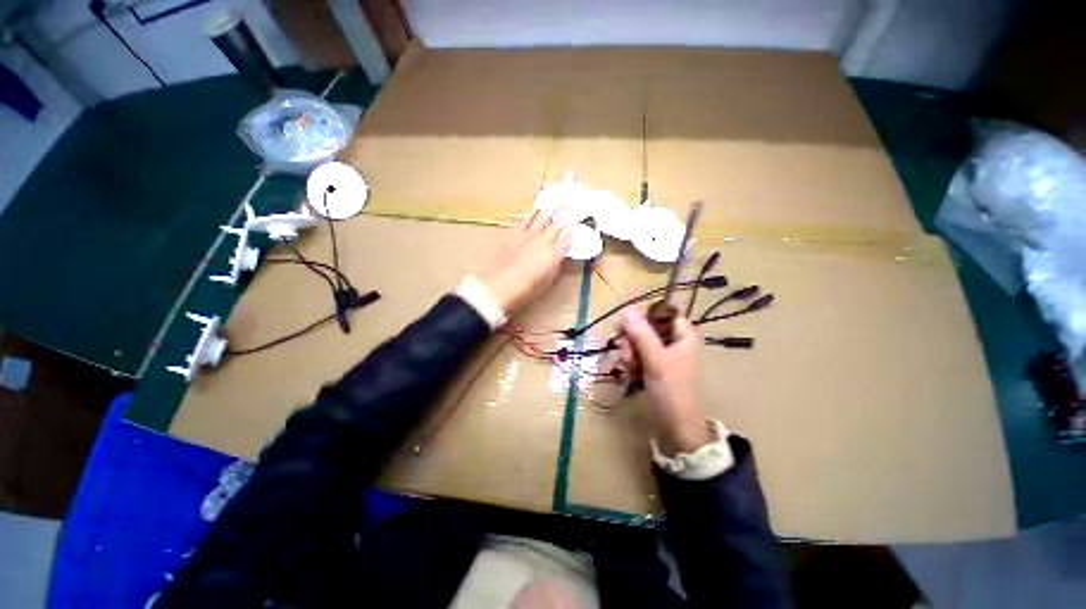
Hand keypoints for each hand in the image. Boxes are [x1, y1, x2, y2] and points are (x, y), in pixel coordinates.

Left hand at [482, 207, 573, 315]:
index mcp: (554, 255)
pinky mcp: (514, 233)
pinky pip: (525, 219)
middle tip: (570, 209)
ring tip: (556, 202)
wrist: (503, 284)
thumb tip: (559, 257)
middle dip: (565, 218)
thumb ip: (555, 266)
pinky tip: (536, 207)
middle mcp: (543, 241)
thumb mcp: (547, 280)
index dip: (572, 233)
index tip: (576, 226)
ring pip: (542, 218)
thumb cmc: (527, 288)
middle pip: (557, 226)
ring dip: (550, 210)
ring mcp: (528, 235)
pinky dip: (531, 213)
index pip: (567, 240)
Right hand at [617, 309, 712, 454]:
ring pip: (638, 341)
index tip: (626, 326)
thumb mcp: (656, 359)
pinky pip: (636, 354)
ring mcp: (662, 353)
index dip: (643, 316)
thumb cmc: (671, 389)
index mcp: (682, 334)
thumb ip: (641, 334)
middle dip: (632, 340)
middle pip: (645, 327)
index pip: (661, 312)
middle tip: (626, 353)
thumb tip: (626, 310)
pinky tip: (630, 374)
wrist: (674, 424)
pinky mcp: (653, 365)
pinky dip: (631, 363)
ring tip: (629, 368)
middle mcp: (672, 340)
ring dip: (629, 353)